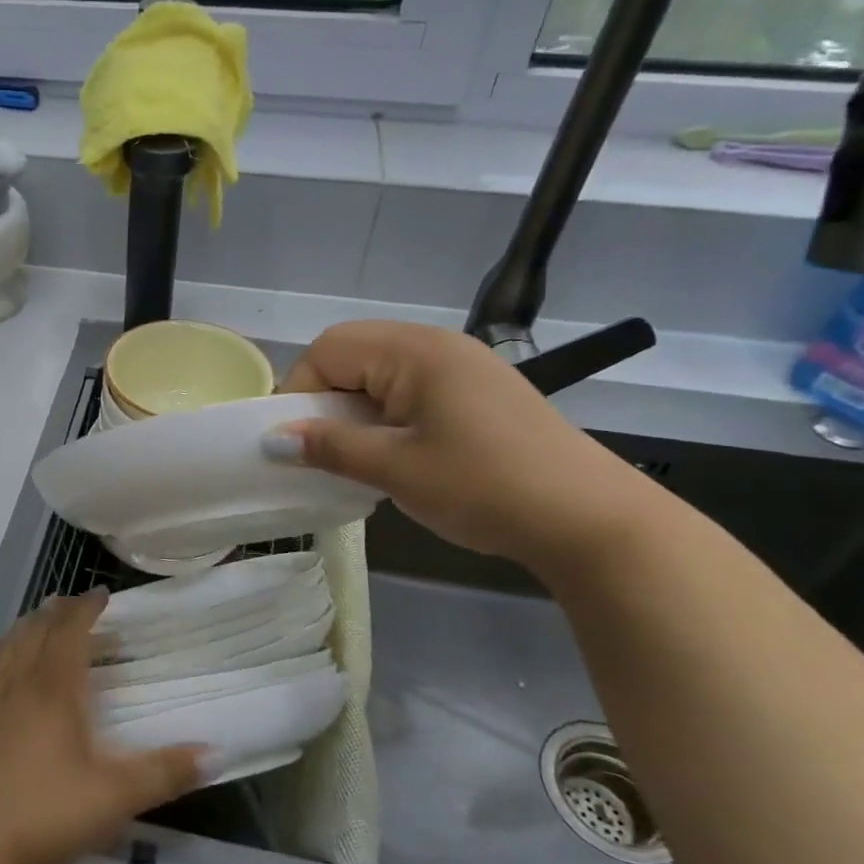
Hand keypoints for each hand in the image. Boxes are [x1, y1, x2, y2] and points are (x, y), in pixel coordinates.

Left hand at [0, 592, 204, 863]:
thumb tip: (215, 752)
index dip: (85, 609)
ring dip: (27, 628)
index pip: (69, 633)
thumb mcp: (114, 798)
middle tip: (73, 602)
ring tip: (38, 621)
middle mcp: (19, 688)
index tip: (102, 593)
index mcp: (52, 691)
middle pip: (35, 633)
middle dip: (56, 613)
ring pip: (8, 650)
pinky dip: (6, 656)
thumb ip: (164, 773)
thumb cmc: (44, 814)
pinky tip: (10, 675)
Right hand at [274, 321, 661, 572]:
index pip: (328, 350)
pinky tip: (396, 452)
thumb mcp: (396, 469)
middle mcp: (437, 344)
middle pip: (353, 352)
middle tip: (322, 447)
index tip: (293, 443)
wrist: (591, 519)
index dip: (300, 392)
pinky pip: (410, 386)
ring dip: (355, 407)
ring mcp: (462, 365)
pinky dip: (386, 413)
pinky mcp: (478, 391)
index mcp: (414, 351)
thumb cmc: (484, 486)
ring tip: (356, 454)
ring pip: (380, 371)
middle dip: (325, 397)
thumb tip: (272, 440)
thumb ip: (329, 446)